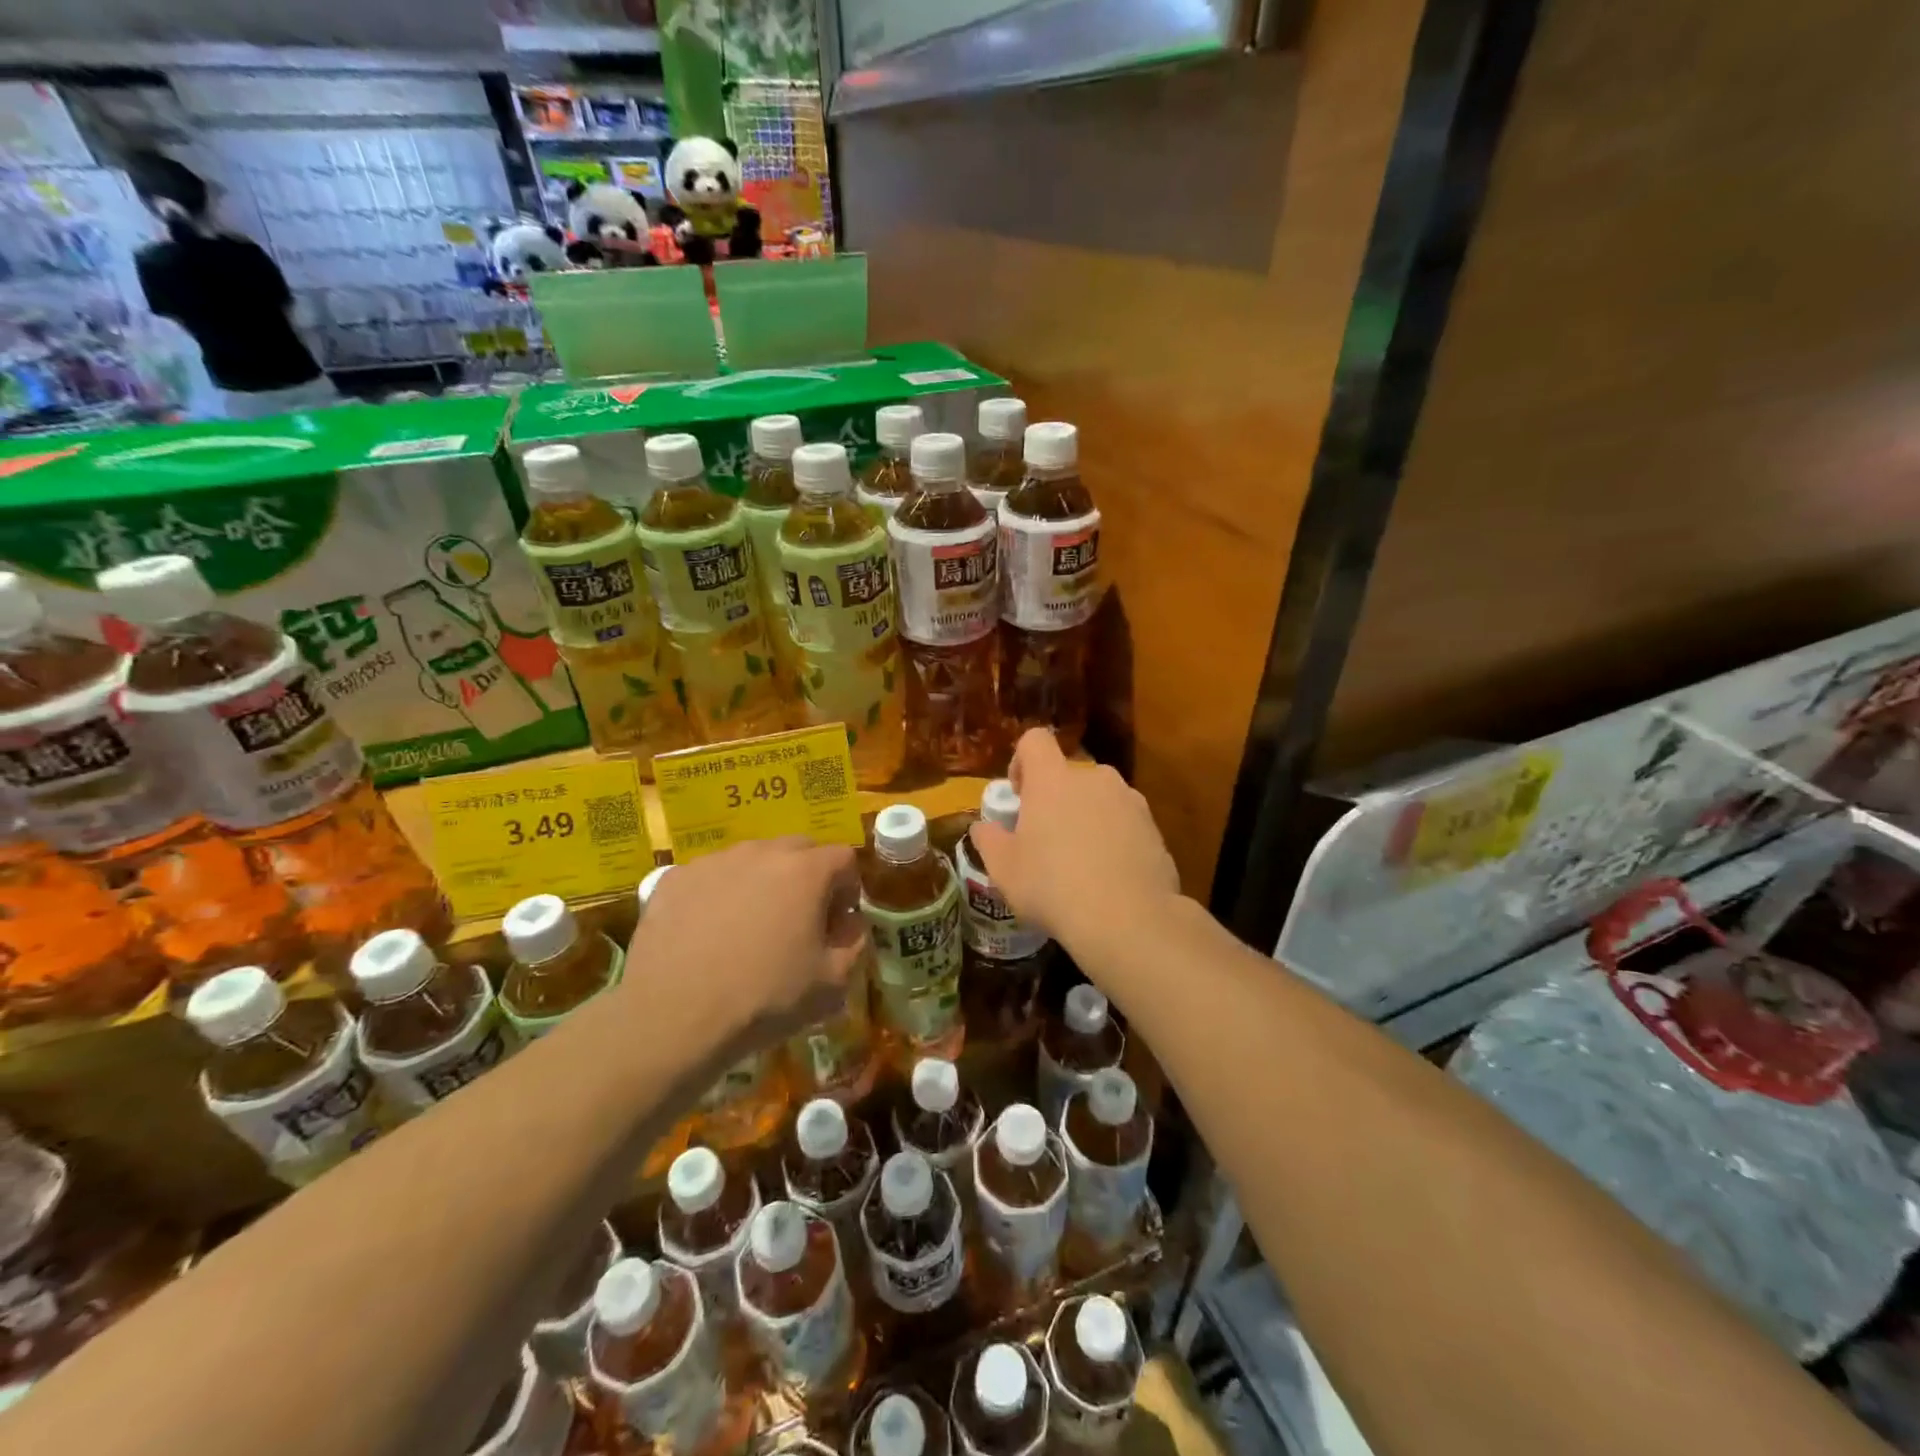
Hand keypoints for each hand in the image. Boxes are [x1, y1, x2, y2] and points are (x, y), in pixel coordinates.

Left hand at [629, 838, 865, 1047]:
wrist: (674, 1017)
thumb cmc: (764, 998)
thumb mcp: (832, 983)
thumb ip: (854, 944)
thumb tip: (848, 924)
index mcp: (806, 871)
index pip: (844, 858)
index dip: (848, 888)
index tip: (838, 921)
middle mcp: (761, 852)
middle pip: (798, 849)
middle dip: (807, 876)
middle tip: (799, 918)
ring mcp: (713, 861)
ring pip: (751, 859)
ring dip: (761, 882)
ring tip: (749, 925)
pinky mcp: (674, 878)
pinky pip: (710, 876)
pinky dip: (718, 894)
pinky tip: (708, 933)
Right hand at [970, 728, 1180, 951]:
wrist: (1128, 919)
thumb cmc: (1052, 887)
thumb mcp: (1004, 869)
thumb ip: (988, 839)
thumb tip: (983, 827)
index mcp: (1053, 779)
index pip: (1035, 740)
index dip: (1022, 761)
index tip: (1019, 795)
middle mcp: (1095, 778)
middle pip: (1069, 774)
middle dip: (1056, 798)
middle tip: (1046, 839)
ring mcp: (1130, 801)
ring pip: (1100, 799)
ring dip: (1087, 818)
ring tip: (1080, 862)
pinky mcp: (1155, 829)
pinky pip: (1125, 824)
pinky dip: (1114, 840)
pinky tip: (1108, 878)